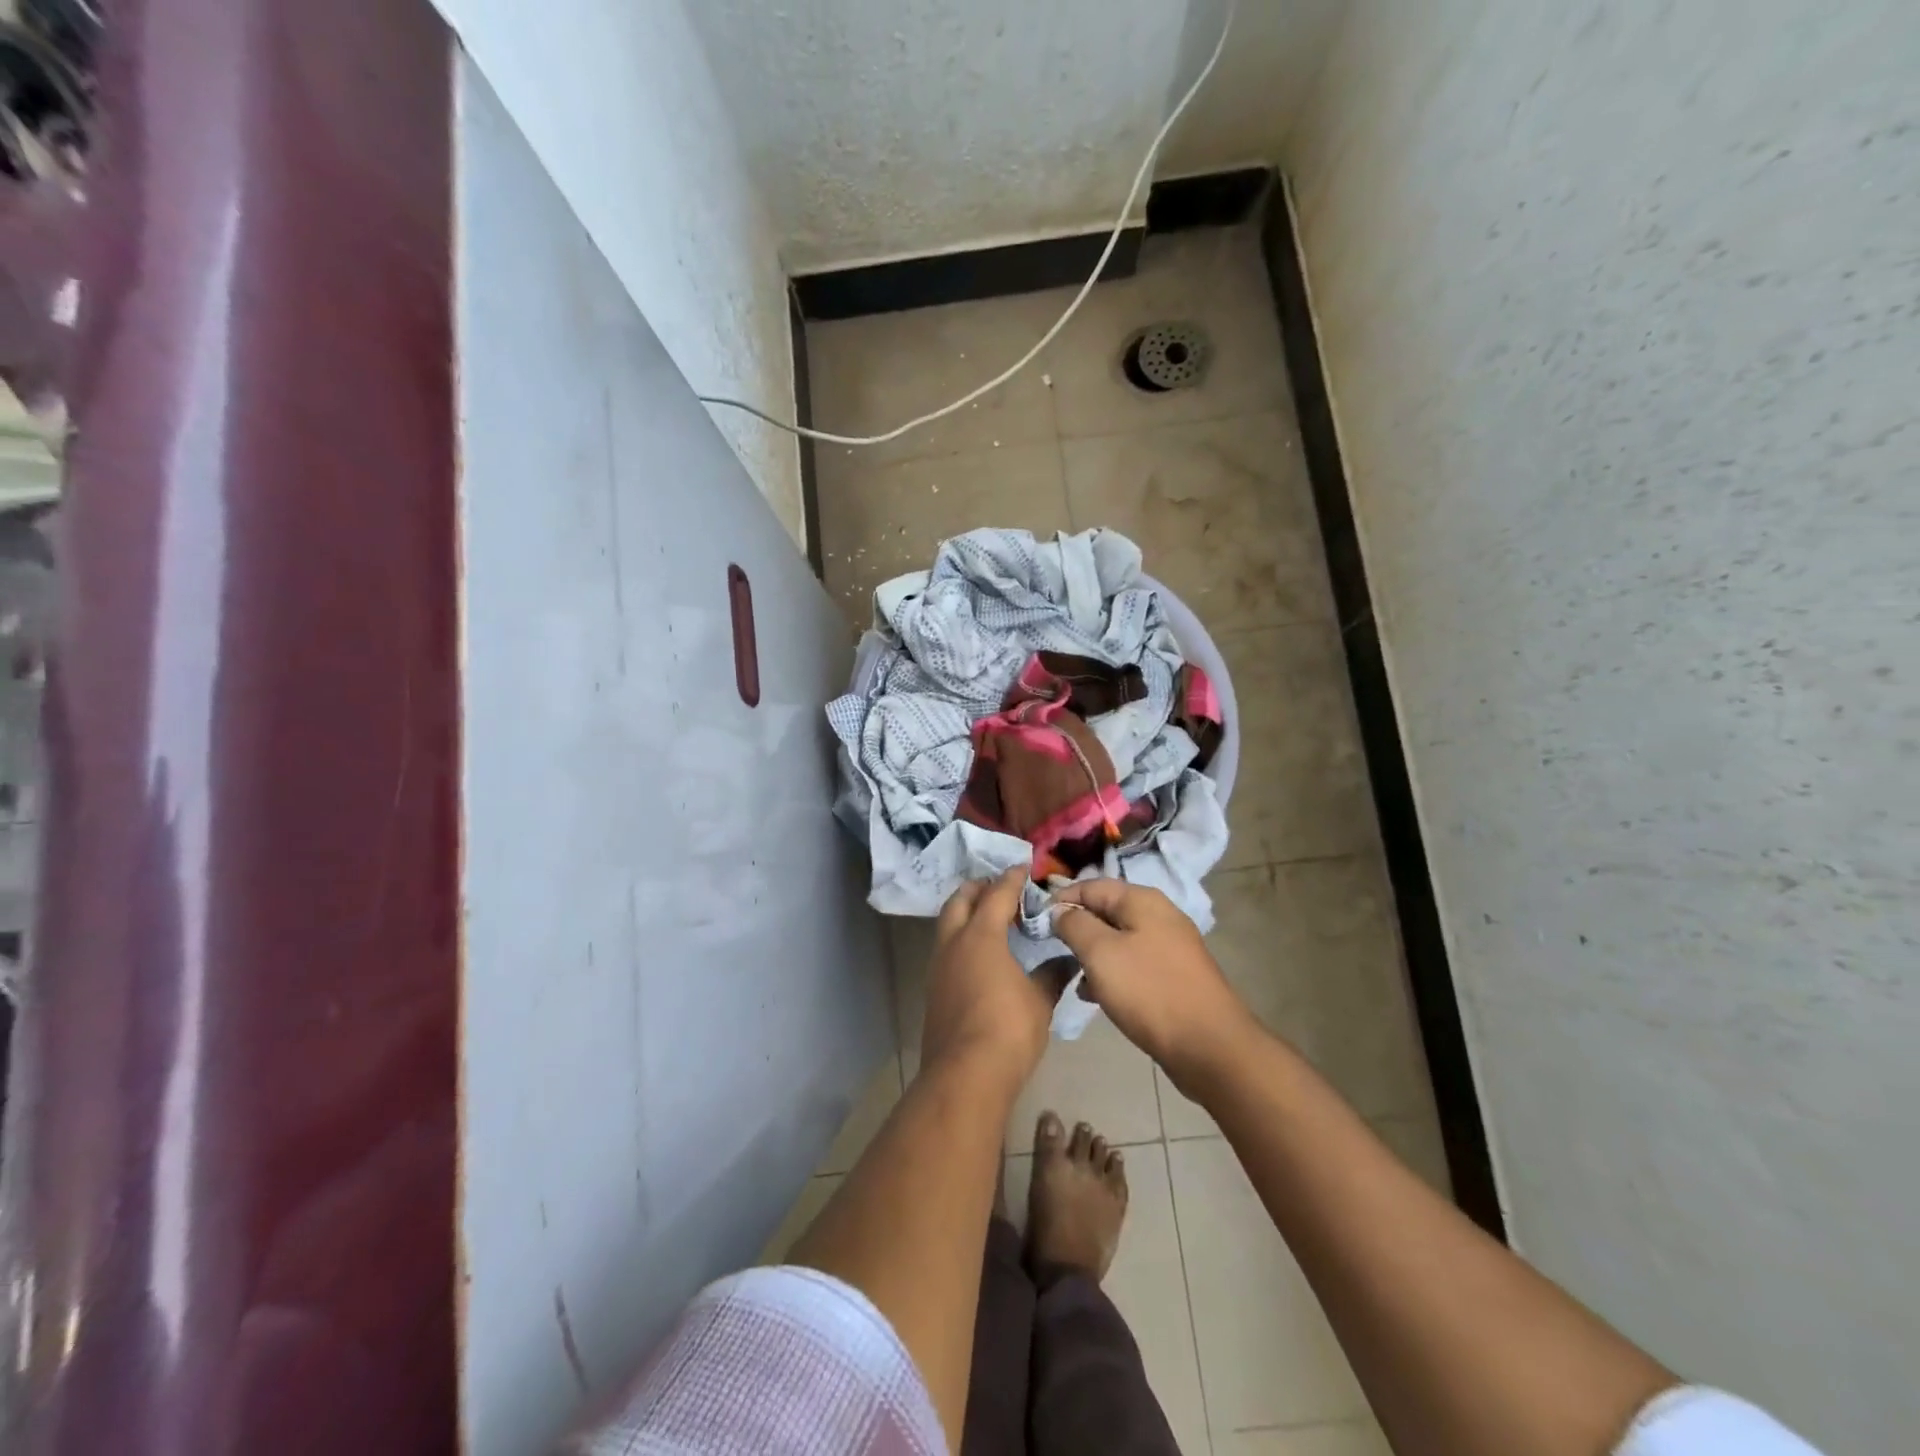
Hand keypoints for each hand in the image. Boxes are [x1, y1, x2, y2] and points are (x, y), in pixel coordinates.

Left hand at [920, 869, 1053, 1087]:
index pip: (997, 894)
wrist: (965, 1075)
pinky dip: (961, 939)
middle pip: (960, 900)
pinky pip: (946, 949)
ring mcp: (938, 966)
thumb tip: (1070, 959)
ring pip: (947, 924)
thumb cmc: (1008, 1029)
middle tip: (1000, 888)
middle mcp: (954, 943)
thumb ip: (1053, 974)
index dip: (1011, 879)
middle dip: (979, 888)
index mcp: (981, 936)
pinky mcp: (933, 990)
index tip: (1023, 868)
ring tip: (990, 918)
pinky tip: (980, 955)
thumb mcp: (1040, 1000)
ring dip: (965, 913)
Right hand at [1050, 880, 1254, 1086]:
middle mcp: (1158, 915)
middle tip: (1053, 952)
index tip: (1036, 925)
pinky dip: (1112, 974)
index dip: (1060, 901)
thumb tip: (1060, 910)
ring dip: (1092, 955)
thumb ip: (1074, 925)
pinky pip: (1133, 964)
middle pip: (1105, 911)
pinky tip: (1097, 996)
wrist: (1210, 1047)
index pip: (1090, 886)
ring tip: (1074, 977)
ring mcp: (1169, 946)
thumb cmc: (1149, 991)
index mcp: (1142, 900)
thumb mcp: (1100, 953)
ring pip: (1117, 940)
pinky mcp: (1173, 975)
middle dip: (1077, 929)